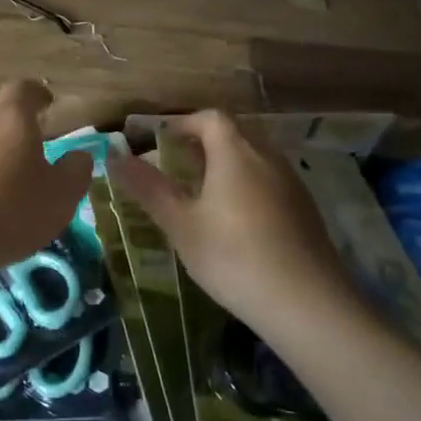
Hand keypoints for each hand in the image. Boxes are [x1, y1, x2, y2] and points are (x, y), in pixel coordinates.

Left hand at [0, 80, 92, 278]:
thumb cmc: (7, 210)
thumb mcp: (59, 197)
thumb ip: (74, 172)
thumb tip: (80, 156)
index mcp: (12, 119)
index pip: (23, 89)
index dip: (37, 94)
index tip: (47, 104)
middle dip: (9, 122)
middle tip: (27, 144)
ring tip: (4, 179)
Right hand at [108, 110, 356, 346]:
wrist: (306, 302)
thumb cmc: (233, 257)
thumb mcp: (181, 225)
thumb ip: (148, 188)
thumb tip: (114, 157)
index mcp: (235, 154)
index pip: (209, 118)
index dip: (182, 124)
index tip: (160, 143)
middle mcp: (267, 158)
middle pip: (233, 135)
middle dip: (202, 144)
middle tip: (176, 168)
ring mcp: (291, 183)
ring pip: (254, 158)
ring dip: (226, 165)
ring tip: (202, 196)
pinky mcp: (305, 209)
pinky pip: (269, 181)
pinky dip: (247, 186)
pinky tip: (236, 222)